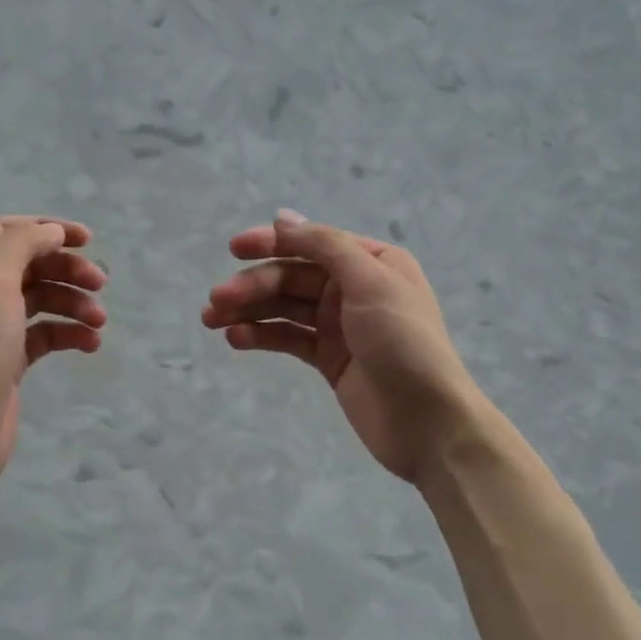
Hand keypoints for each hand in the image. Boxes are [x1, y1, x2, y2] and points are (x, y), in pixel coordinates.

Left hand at [0, 215, 106, 491]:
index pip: (9, 231)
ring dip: (74, 304)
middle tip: (100, 283)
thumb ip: (23, 245)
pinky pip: (46, 334)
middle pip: (30, 265)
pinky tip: (90, 344)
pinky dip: (69, 334)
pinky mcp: (9, 358)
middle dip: (67, 270)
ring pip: (42, 300)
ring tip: (98, 321)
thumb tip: (52, 232)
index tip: (88, 240)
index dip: (49, 230)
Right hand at [203, 209, 486, 484]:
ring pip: (286, 309)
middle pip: (294, 277)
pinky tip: (236, 339)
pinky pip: (289, 338)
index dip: (272, 243)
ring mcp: (340, 326)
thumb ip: (326, 246)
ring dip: (249, 310)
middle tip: (216, 300)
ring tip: (212, 320)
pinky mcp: (329, 359)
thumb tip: (282, 217)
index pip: (313, 244)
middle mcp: (355, 288)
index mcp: (372, 263)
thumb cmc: (405, 343)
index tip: (234, 248)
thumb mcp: (371, 283)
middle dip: (254, 285)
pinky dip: (262, 336)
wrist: (428, 422)